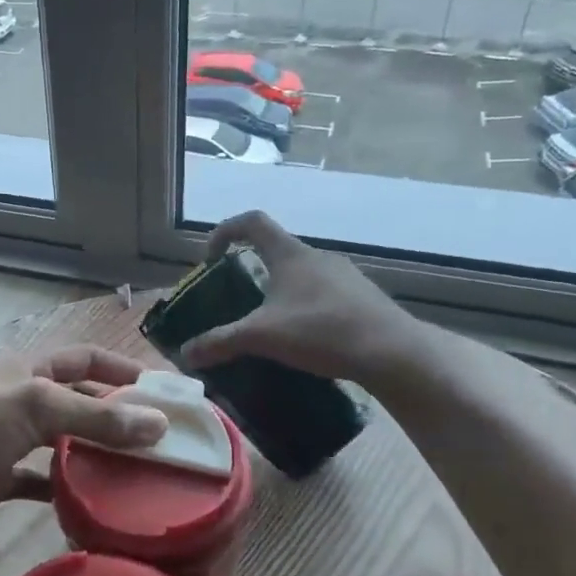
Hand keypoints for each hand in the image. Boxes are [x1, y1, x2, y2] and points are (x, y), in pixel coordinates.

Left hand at [0, 346, 167, 556]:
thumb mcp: (36, 406)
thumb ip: (98, 416)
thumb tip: (160, 424)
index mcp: (25, 368)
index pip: (83, 359)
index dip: (120, 368)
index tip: (161, 390)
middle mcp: (20, 399)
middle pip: (77, 401)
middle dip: (114, 415)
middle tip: (159, 438)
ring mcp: (10, 440)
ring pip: (63, 441)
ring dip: (95, 452)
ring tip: (139, 470)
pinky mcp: (1, 478)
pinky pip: (43, 480)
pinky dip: (67, 487)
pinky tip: (96, 502)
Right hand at [181, 211, 432, 385]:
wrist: (391, 352)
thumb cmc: (320, 331)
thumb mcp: (261, 337)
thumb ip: (220, 342)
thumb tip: (184, 354)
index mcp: (289, 254)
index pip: (251, 221)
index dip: (225, 231)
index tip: (211, 258)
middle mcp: (317, 256)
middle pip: (276, 249)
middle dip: (252, 268)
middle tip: (237, 298)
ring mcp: (344, 275)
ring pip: (302, 273)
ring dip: (281, 289)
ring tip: (269, 322)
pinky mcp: (362, 297)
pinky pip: (324, 293)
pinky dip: (306, 306)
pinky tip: (305, 337)